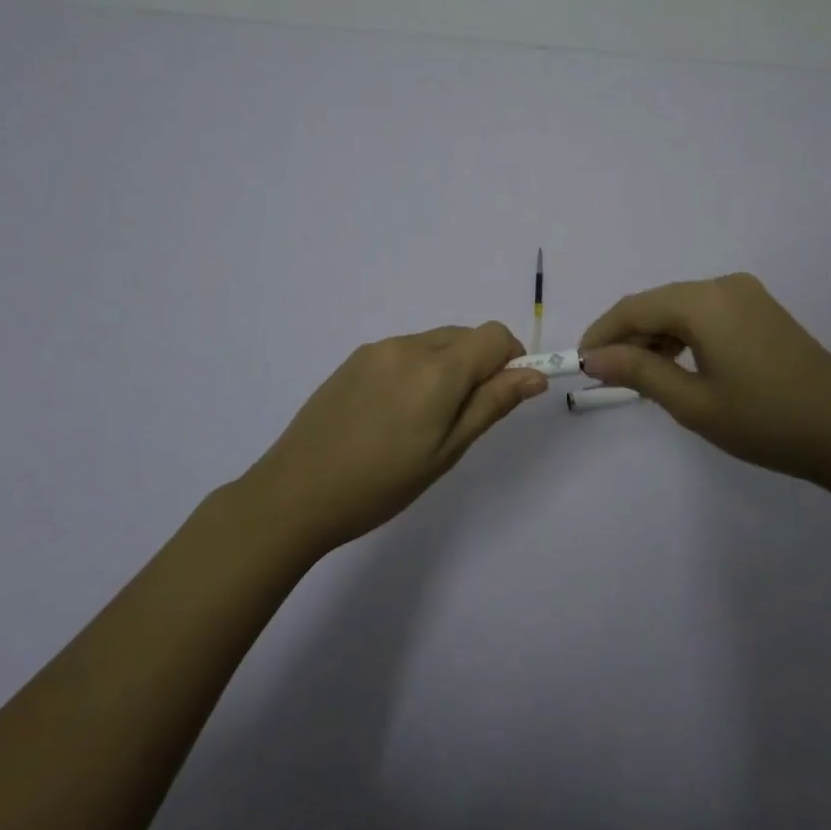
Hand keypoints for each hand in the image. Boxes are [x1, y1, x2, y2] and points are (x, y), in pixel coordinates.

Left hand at [241, 322, 545, 554]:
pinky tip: (393, 412)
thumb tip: (535, 374)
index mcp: (437, 369)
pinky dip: (417, 369)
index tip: (503, 395)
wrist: (295, 493)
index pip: (494, 336)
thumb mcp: (447, 451)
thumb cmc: (381, 483)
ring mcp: (378, 349)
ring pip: (435, 342)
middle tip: (461, 418)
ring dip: (447, 367)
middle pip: (465, 336)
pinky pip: (404, 351)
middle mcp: (409, 345)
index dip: (510, 359)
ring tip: (422, 420)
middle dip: (479, 365)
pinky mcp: (354, 358)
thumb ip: (492, 404)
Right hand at [580, 273, 830, 484]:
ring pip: (682, 308)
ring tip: (638, 376)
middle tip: (606, 375)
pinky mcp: (763, 310)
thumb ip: (638, 371)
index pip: (636, 307)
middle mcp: (724, 285)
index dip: (602, 332)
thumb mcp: (693, 402)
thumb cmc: (765, 421)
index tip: (579, 362)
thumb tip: (593, 356)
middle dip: (627, 336)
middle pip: (658, 303)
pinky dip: (684, 335)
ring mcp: (748, 295)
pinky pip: (708, 313)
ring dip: (655, 336)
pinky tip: (677, 364)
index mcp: (705, 301)